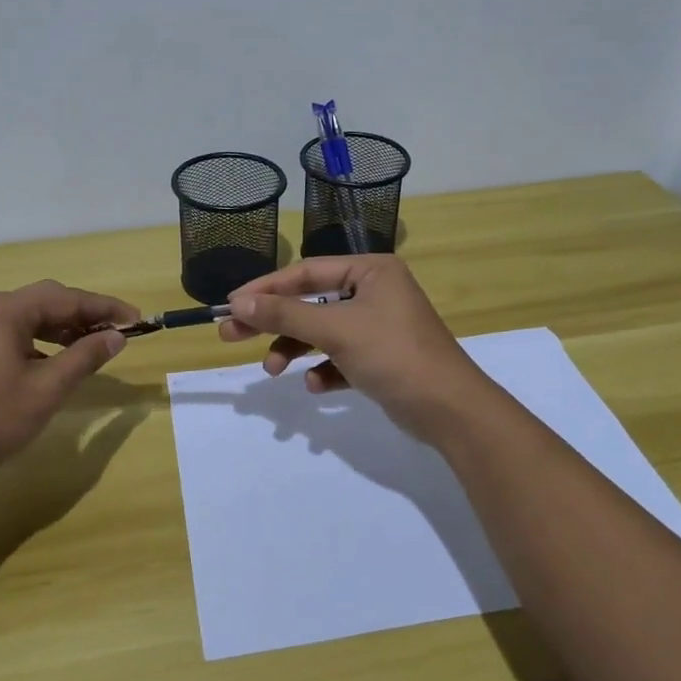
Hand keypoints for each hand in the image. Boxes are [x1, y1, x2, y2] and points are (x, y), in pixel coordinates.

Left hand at [0, 280, 135, 486]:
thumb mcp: (45, 390)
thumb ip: (84, 357)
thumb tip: (116, 335)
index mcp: (7, 311)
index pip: (67, 298)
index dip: (105, 307)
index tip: (137, 319)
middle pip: (47, 302)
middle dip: (84, 314)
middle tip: (117, 331)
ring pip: (29, 319)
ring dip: (62, 329)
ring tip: (91, 346)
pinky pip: (13, 335)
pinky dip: (40, 343)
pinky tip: (53, 364)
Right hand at [219, 256, 490, 443]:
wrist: (450, 410)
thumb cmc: (393, 355)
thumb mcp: (335, 330)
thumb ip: (285, 315)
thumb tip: (239, 301)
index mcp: (371, 271)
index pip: (307, 272)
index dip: (266, 288)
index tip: (231, 303)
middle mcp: (376, 292)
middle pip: (310, 302)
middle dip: (273, 322)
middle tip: (231, 334)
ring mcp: (379, 326)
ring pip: (322, 332)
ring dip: (295, 350)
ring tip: (272, 371)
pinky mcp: (381, 358)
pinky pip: (340, 357)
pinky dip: (324, 370)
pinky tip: (317, 385)